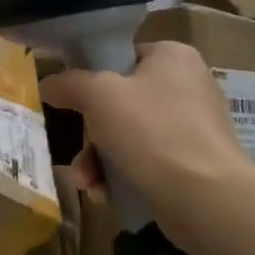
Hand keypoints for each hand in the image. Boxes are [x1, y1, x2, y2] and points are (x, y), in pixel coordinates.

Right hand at [41, 41, 254, 248]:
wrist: (207, 199)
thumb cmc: (152, 132)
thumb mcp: (98, 96)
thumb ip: (68, 83)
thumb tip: (47, 84)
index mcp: (172, 57)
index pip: (120, 56)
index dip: (89, 76)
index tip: (68, 100)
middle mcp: (186, 85)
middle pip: (119, 102)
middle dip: (89, 134)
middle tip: (75, 151)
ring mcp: (192, 127)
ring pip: (127, 136)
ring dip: (98, 159)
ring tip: (86, 182)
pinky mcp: (192, 163)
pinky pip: (145, 161)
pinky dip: (121, 175)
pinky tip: (105, 194)